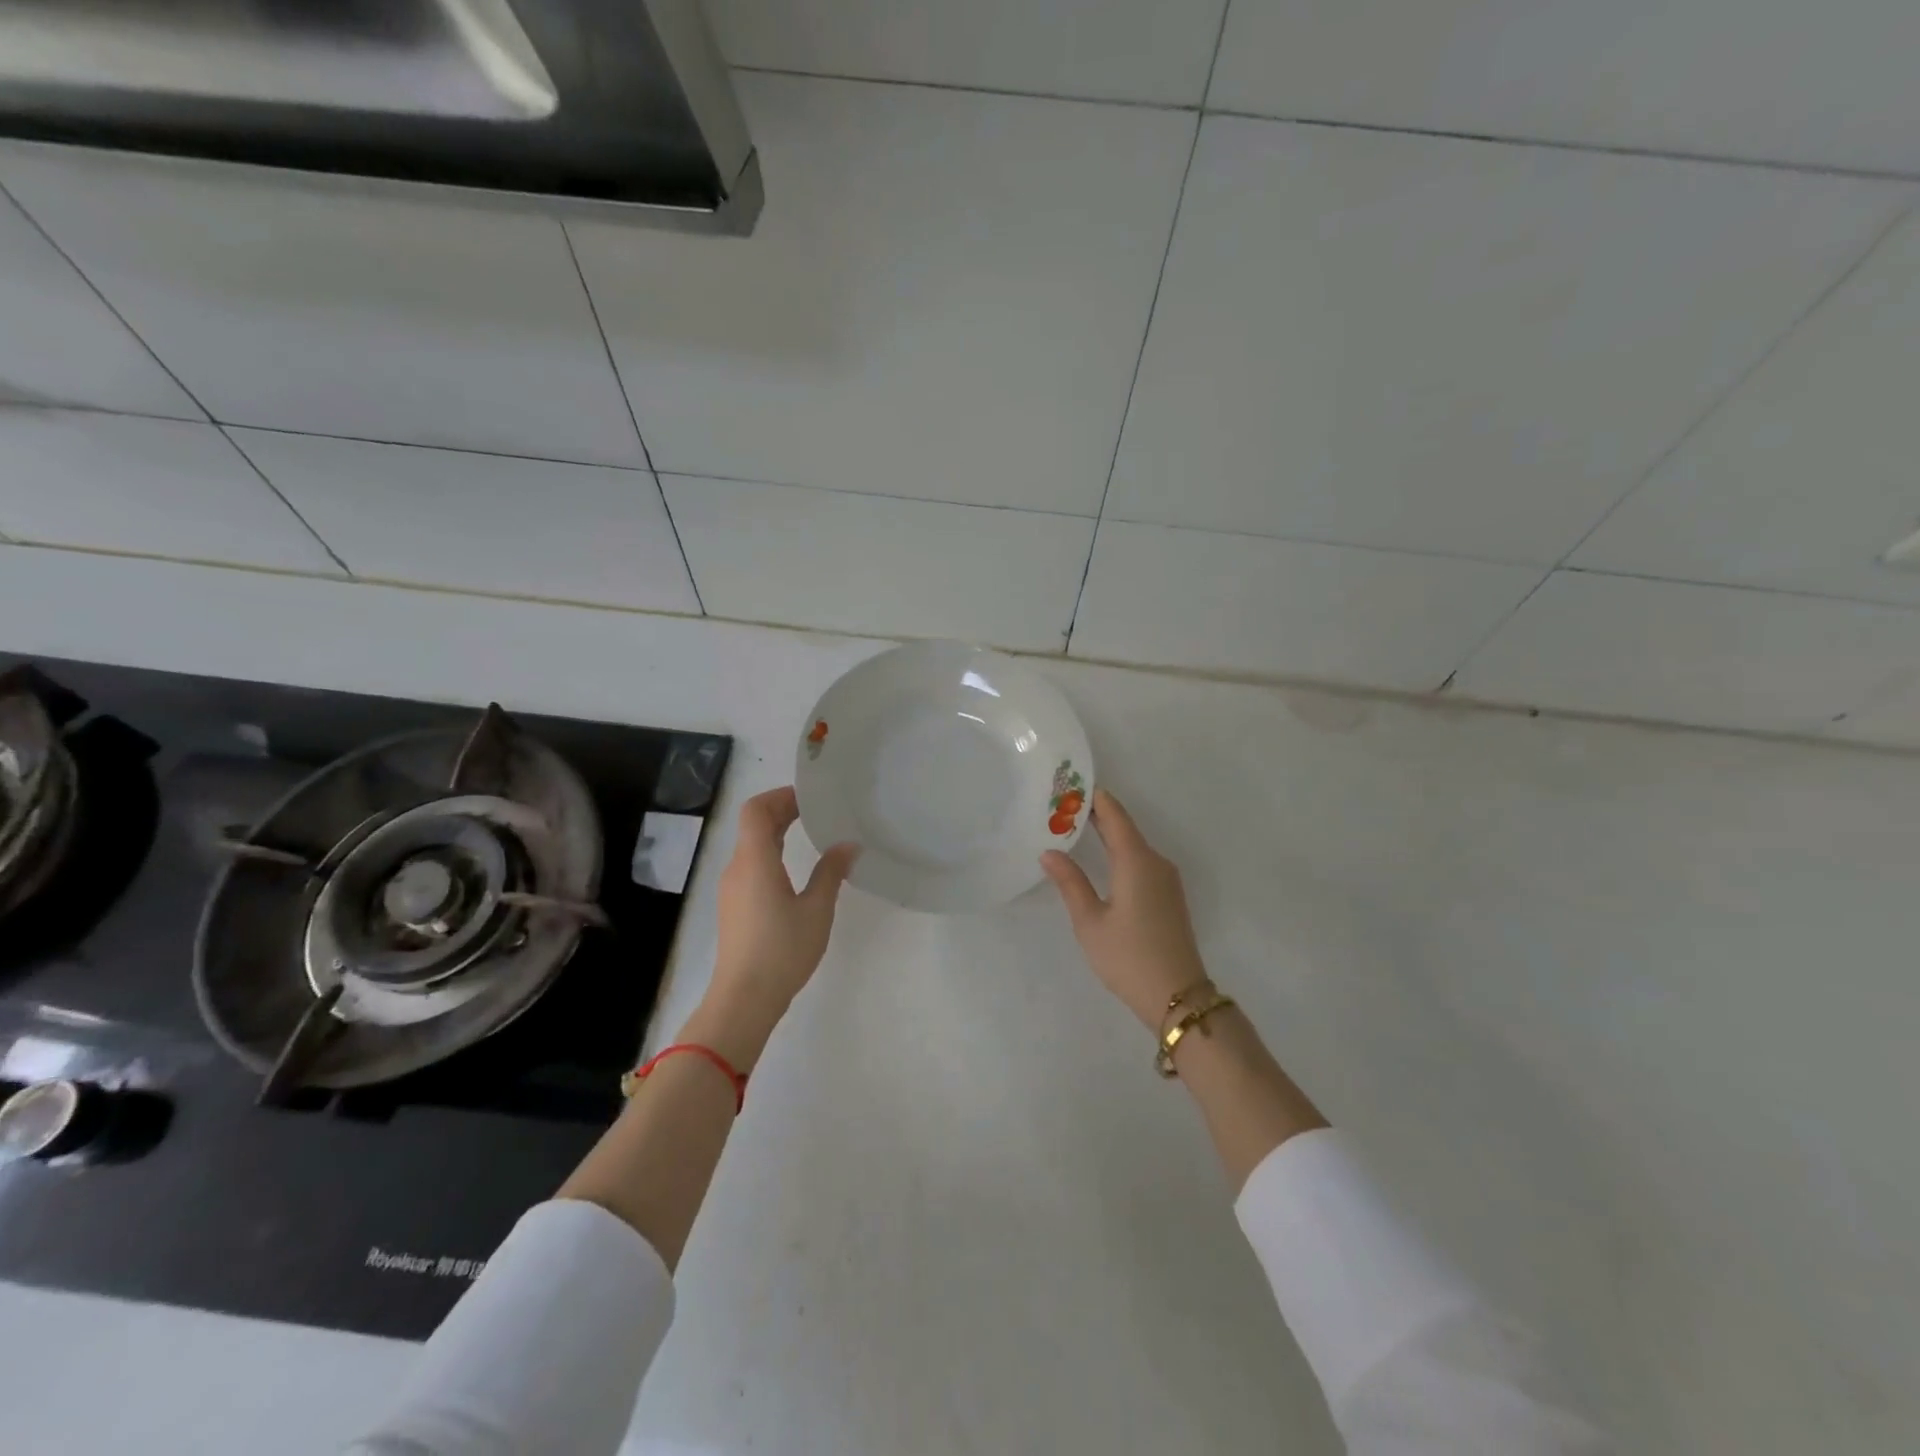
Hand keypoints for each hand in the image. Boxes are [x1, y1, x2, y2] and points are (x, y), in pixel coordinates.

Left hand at [691, 786, 857, 1067]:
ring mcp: (732, 889)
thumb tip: (847, 845)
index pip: (756, 810)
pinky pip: (751, 865)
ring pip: (751, 846)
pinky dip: (772, 853)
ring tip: (811, 833)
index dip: (780, 796)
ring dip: (777, 832)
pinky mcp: (734, 907)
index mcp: (755, 861)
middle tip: (817, 810)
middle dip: (782, 810)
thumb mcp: (816, 909)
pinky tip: (796, 868)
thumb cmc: (783, 950)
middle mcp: (738, 868)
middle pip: (753, 825)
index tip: (810, 797)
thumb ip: (831, 872)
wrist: (744, 998)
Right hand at [1041, 789, 1207, 1030]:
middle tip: (1063, 806)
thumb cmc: (1128, 957)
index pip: (1115, 815)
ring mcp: (1166, 879)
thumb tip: (1049, 852)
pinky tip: (1101, 860)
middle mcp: (1156, 862)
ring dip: (1108, 834)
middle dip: (1097, 815)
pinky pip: (1141, 861)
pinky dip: (1119, 852)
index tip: (1070, 786)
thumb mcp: (1090, 921)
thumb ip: (1070, 882)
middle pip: (1125, 827)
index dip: (1094, 798)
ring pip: (1134, 844)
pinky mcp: (1169, 895)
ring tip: (1075, 829)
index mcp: (1137, 861)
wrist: (1177, 995)